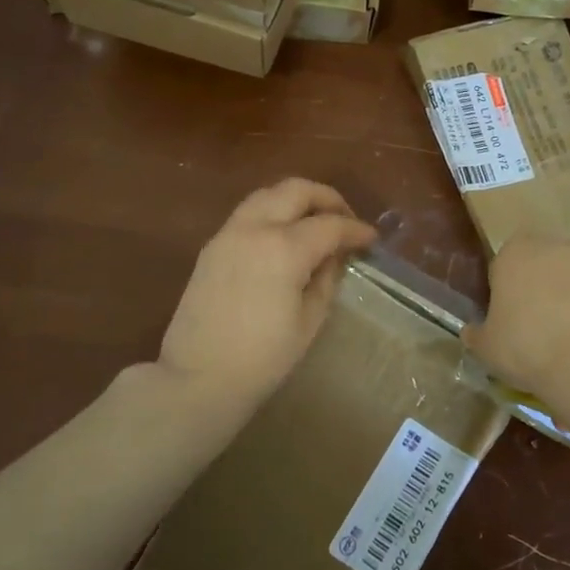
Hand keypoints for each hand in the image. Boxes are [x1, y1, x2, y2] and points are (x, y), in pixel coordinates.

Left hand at [157, 178, 375, 407]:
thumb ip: (327, 278)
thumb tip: (335, 255)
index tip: (371, 239)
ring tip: (315, 222)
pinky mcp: (212, 246)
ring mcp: (228, 233)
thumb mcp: (309, 320)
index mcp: (284, 248)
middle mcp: (255, 228)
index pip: (330, 225)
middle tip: (345, 219)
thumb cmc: (263, 358)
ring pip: (268, 194)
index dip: (356, 230)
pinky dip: (272, 212)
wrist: (198, 378)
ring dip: (296, 200)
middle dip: (327, 198)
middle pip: (296, 190)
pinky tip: (284, 236)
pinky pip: (248, 213)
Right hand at [464, 236, 569, 395]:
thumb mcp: (488, 350)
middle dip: (558, 294)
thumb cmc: (531, 351)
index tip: (519, 325)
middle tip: (557, 338)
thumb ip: (479, 334)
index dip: (515, 294)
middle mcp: (565, 244)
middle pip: (557, 267)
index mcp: (519, 253)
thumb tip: (472, 332)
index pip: (511, 264)